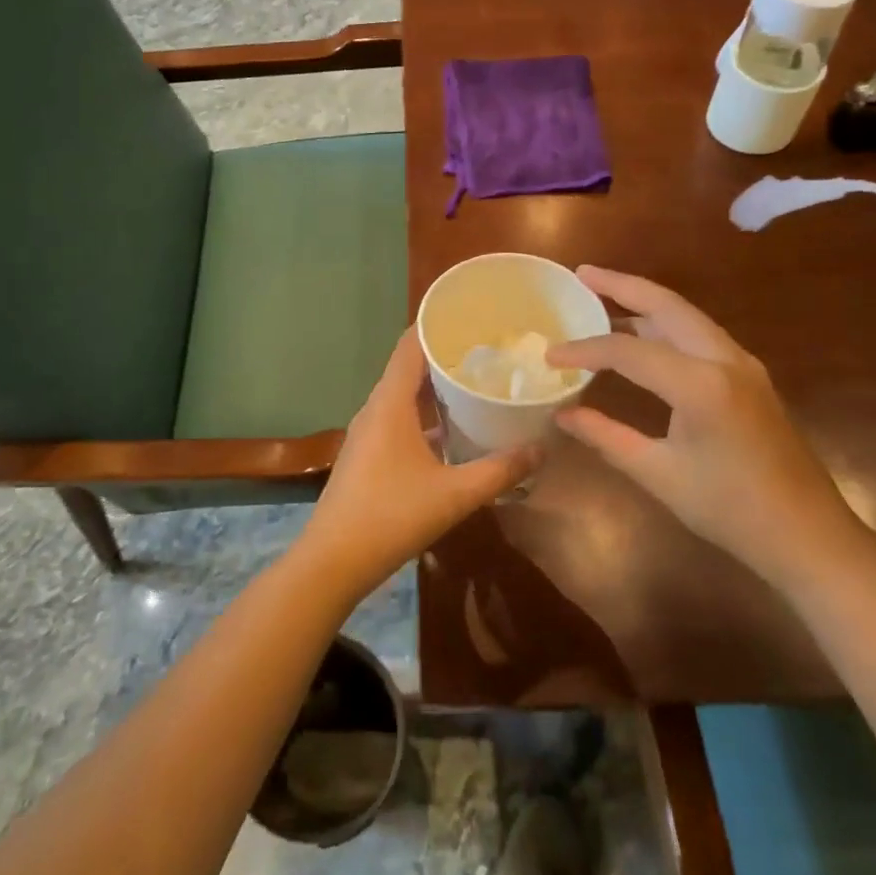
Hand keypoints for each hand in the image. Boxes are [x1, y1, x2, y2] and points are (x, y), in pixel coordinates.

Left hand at [294, 328, 538, 606]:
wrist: (333, 560)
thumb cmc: (391, 516)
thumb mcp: (455, 495)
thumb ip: (500, 471)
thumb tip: (541, 449)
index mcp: (390, 403)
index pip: (410, 344)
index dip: (437, 324)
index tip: (472, 315)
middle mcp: (376, 408)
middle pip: (409, 366)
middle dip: (445, 354)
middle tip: (489, 348)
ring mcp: (368, 431)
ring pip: (404, 394)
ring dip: (435, 386)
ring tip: (476, 381)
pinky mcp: (368, 452)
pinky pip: (399, 416)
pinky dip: (425, 412)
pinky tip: (452, 427)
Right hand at [549, 266, 866, 592]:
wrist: (808, 535)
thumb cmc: (730, 510)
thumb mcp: (659, 474)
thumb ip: (606, 437)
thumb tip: (562, 414)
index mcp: (701, 385)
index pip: (628, 351)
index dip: (584, 350)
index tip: (550, 356)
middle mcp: (725, 360)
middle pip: (667, 305)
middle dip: (622, 285)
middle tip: (583, 273)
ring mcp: (743, 364)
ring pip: (686, 316)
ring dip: (646, 302)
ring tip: (604, 294)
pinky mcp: (749, 376)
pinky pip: (700, 335)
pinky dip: (665, 325)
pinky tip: (642, 336)